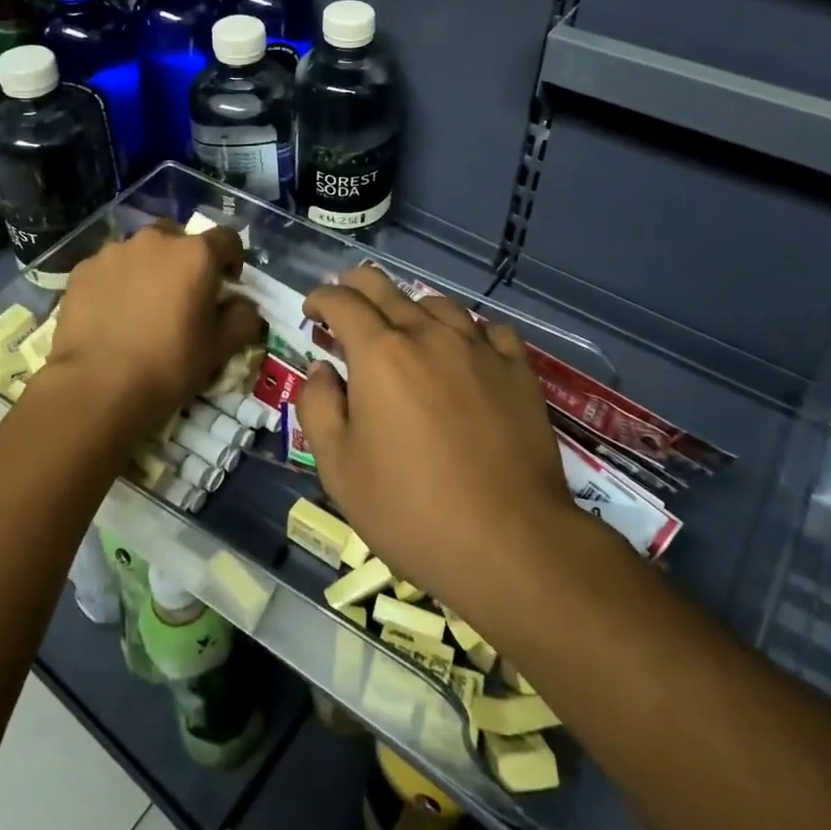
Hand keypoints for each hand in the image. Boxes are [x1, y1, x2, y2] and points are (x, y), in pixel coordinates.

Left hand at [47, 221, 264, 428]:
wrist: (97, 386)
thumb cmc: (170, 364)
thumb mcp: (221, 348)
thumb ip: (243, 318)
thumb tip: (243, 306)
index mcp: (196, 254)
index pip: (227, 239)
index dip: (232, 260)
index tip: (227, 284)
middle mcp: (156, 241)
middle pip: (179, 239)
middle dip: (185, 261)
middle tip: (182, 295)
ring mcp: (114, 252)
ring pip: (140, 252)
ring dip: (148, 269)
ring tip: (142, 307)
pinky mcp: (82, 270)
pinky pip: (108, 269)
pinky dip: (115, 283)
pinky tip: (112, 315)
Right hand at [296, 266, 572, 608]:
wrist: (509, 541)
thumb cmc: (410, 509)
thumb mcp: (339, 468)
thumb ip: (319, 407)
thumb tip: (323, 369)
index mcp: (380, 353)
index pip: (342, 301)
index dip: (320, 298)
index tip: (312, 313)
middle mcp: (428, 335)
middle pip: (386, 288)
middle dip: (356, 287)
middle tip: (345, 306)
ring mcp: (479, 348)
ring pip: (438, 303)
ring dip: (410, 308)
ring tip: (404, 330)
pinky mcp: (517, 369)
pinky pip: (489, 329)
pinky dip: (467, 330)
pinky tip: (465, 350)